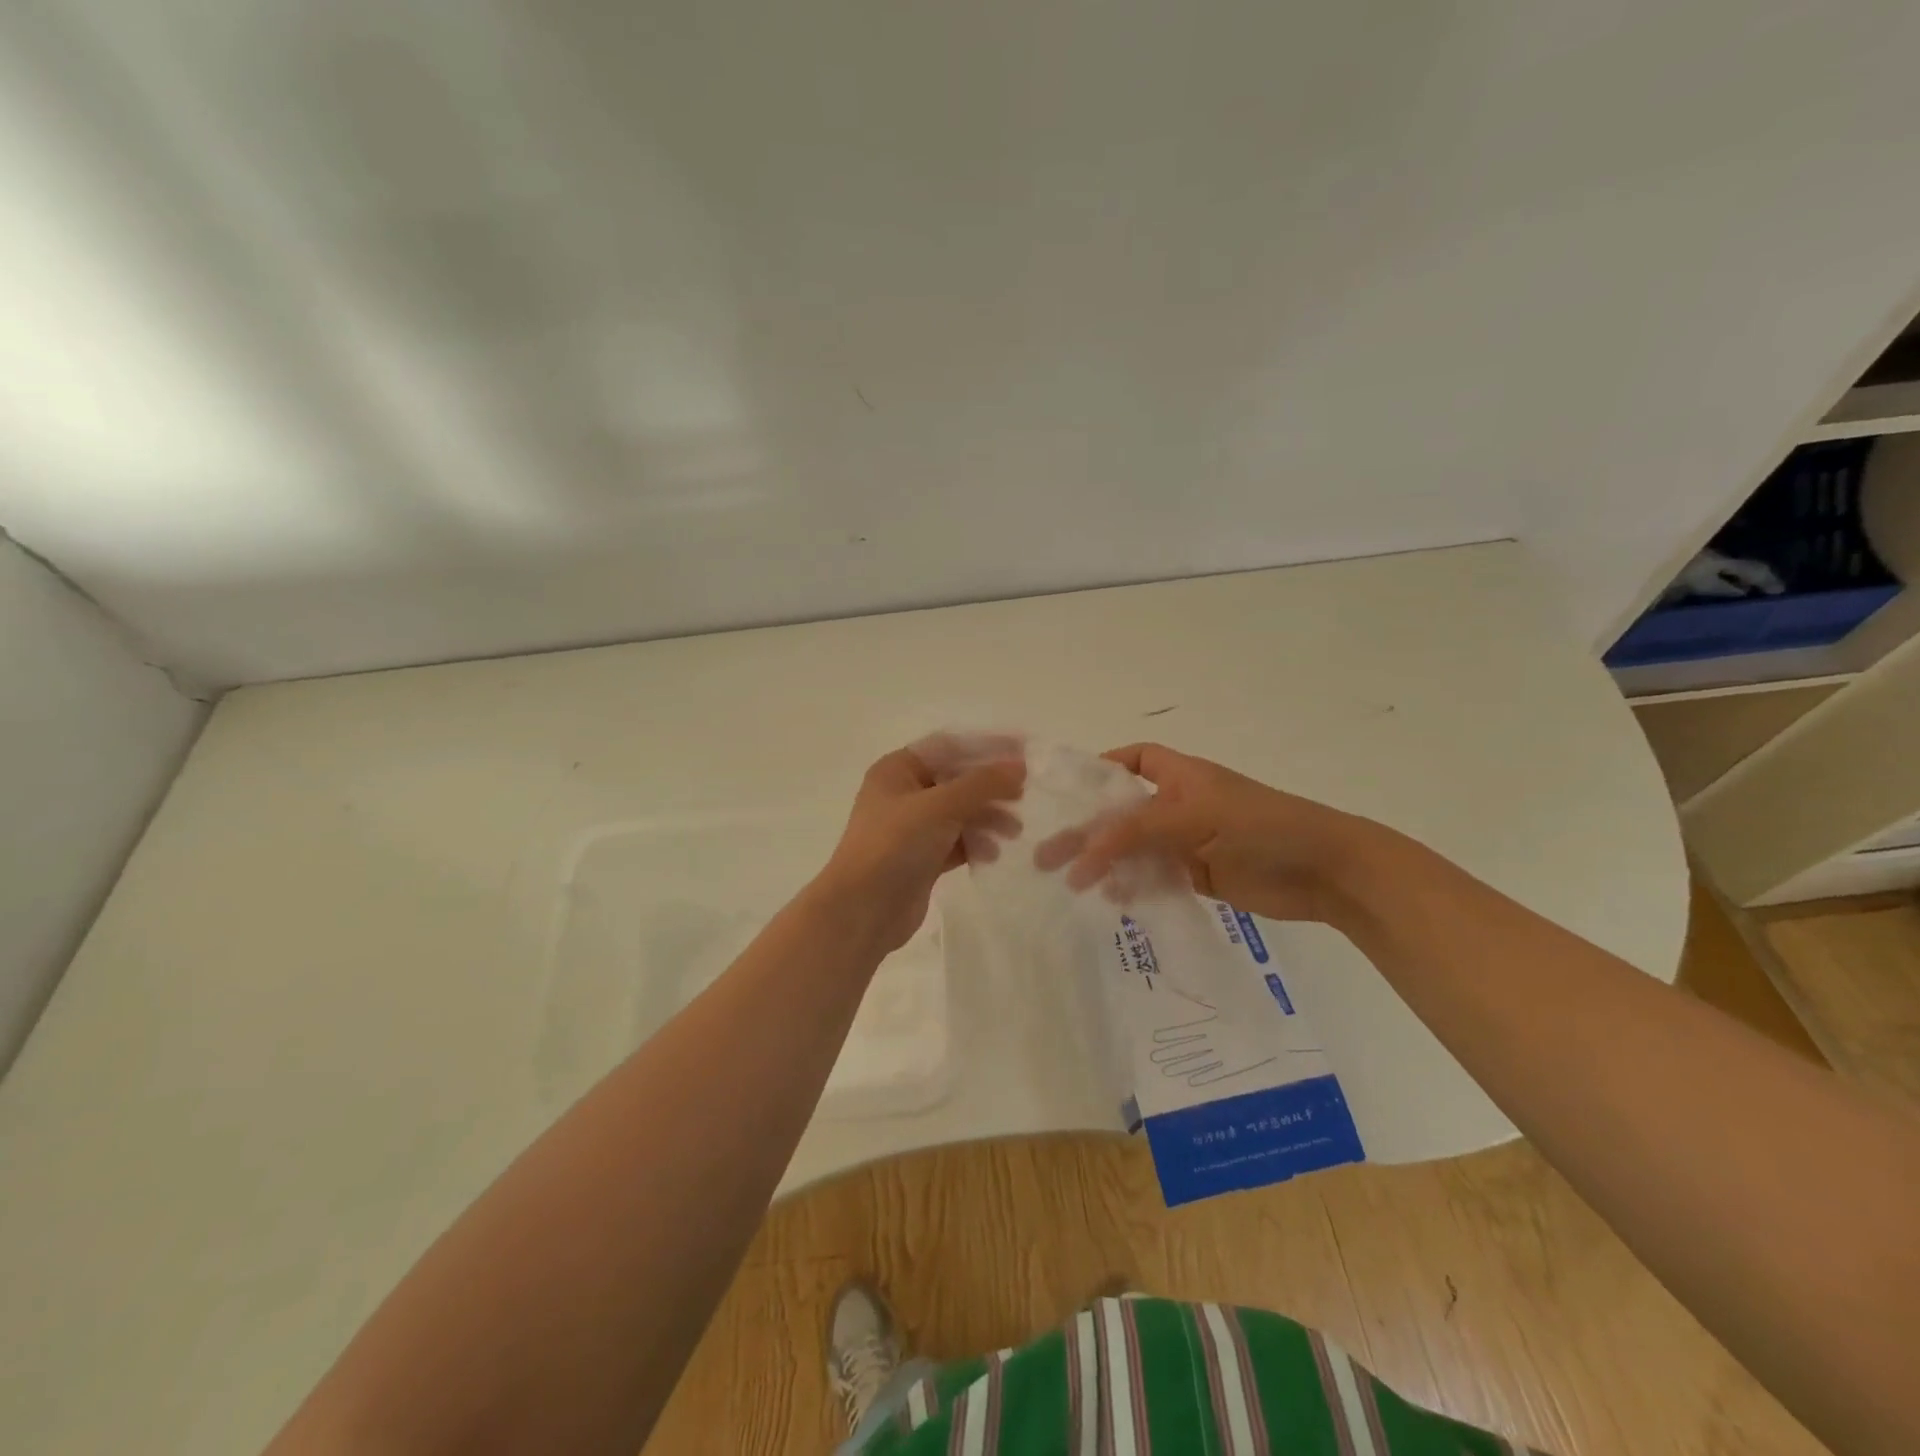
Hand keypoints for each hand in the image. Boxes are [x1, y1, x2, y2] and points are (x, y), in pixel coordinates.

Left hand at [813, 742, 1025, 953]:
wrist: (863, 911)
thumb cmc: (895, 845)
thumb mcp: (940, 806)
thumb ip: (982, 784)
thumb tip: (1019, 766)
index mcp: (897, 769)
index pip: (949, 746)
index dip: (986, 747)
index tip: (1023, 753)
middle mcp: (903, 793)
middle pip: (957, 780)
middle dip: (990, 789)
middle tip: (1022, 797)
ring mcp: (912, 828)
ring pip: (960, 813)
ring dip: (988, 818)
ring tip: (1013, 832)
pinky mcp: (921, 858)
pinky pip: (956, 841)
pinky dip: (976, 843)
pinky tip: (990, 854)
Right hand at [1033, 742, 1369, 921]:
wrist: (1325, 871)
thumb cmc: (1260, 826)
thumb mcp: (1193, 817)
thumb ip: (1135, 831)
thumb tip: (1083, 851)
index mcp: (1179, 775)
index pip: (1131, 761)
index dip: (1100, 770)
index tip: (1066, 793)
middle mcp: (1178, 804)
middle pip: (1121, 812)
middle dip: (1086, 830)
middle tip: (1045, 854)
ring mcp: (1187, 841)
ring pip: (1133, 848)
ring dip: (1104, 862)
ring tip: (1071, 882)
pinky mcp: (1197, 875)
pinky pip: (1153, 876)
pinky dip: (1132, 885)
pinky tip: (1113, 899)